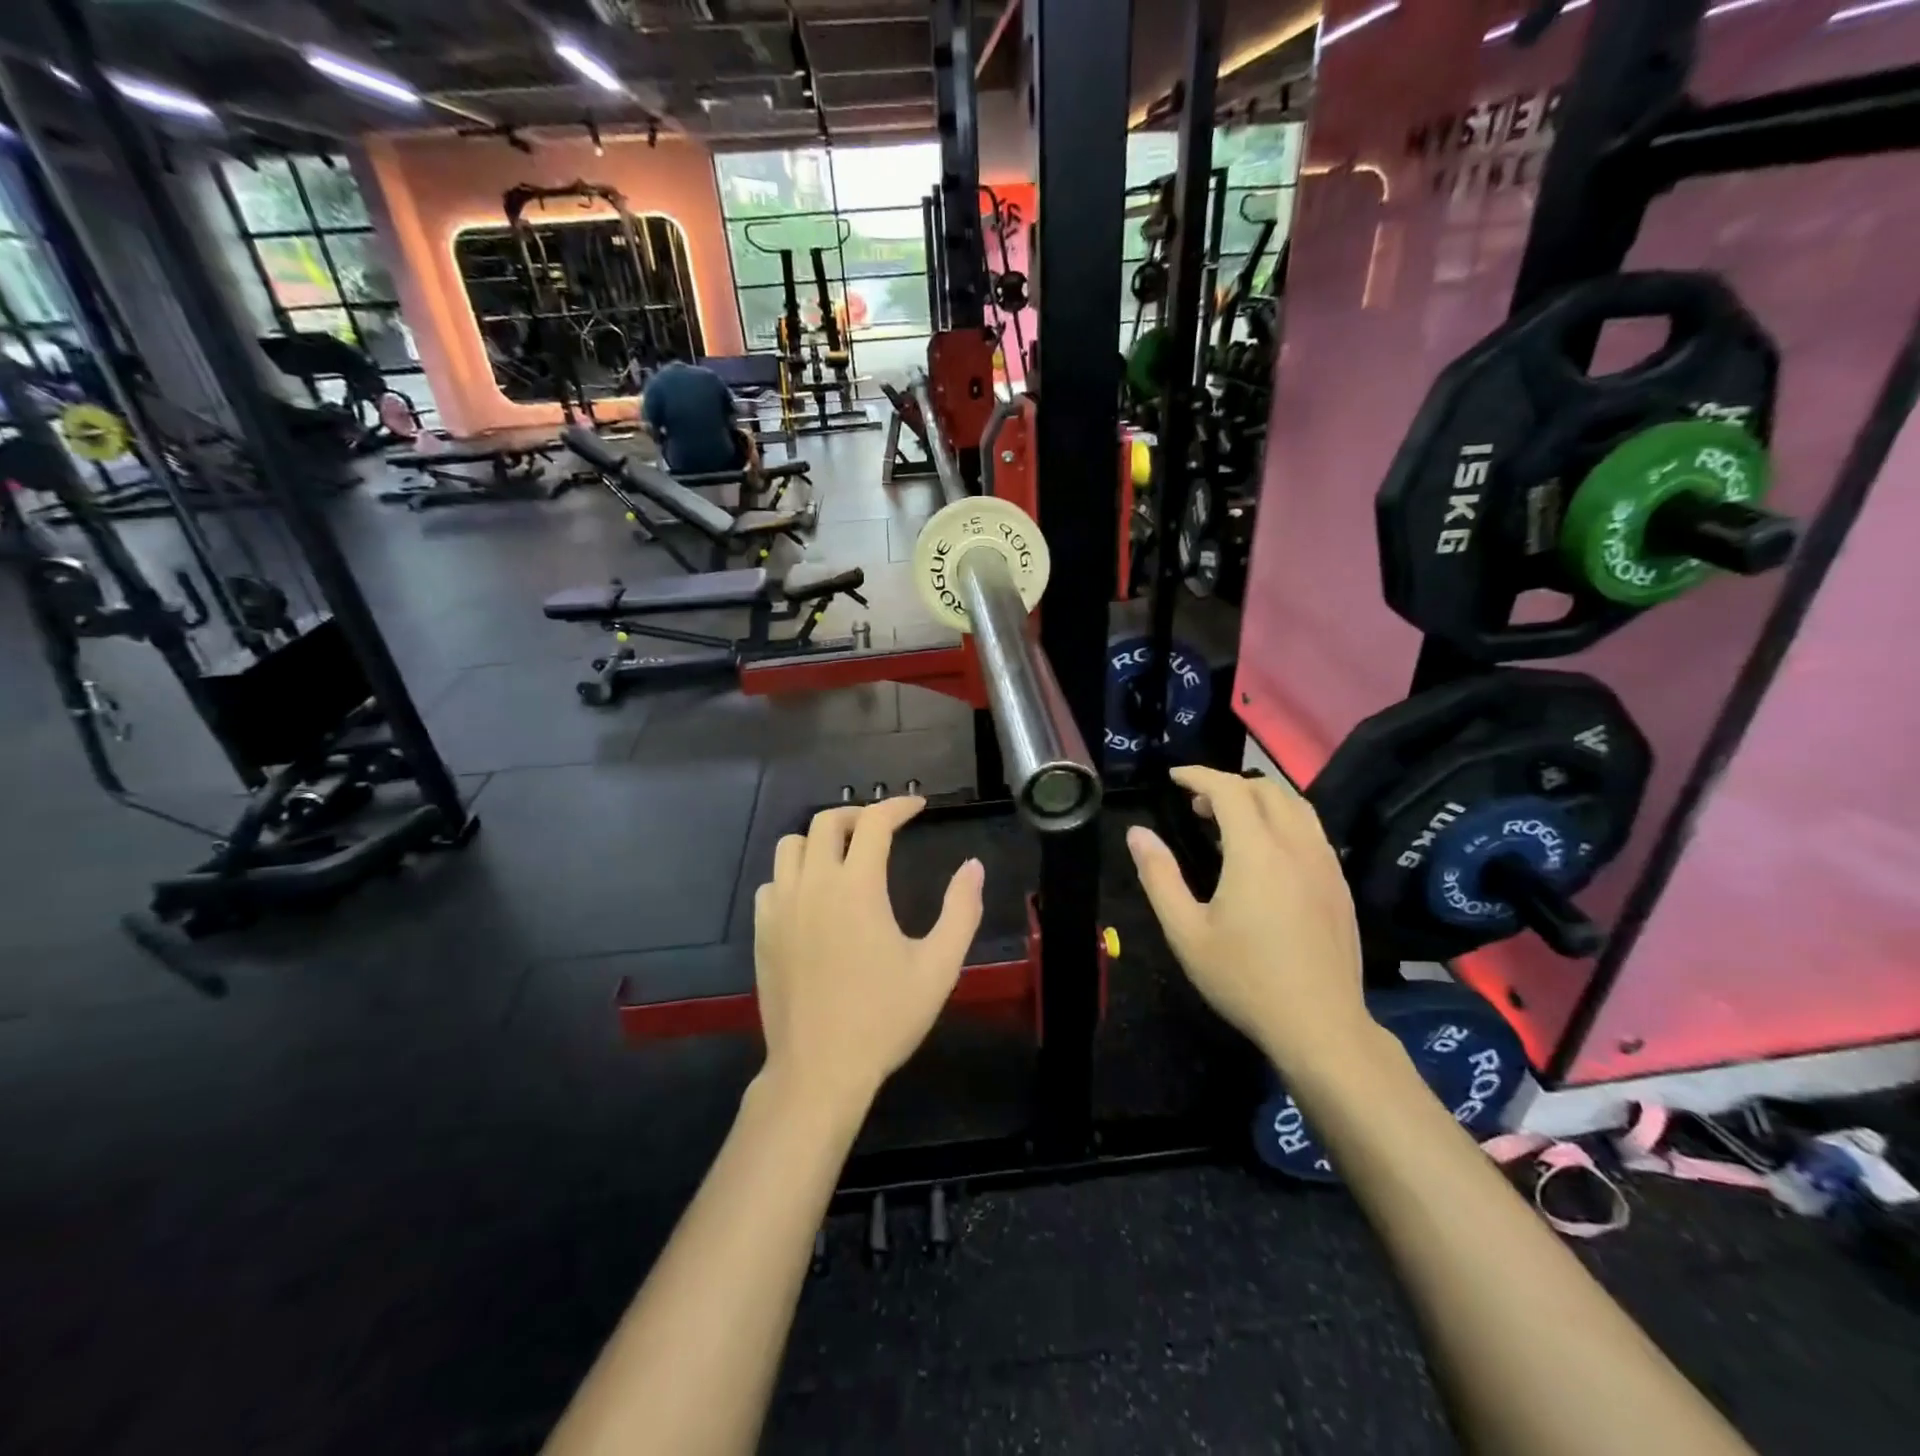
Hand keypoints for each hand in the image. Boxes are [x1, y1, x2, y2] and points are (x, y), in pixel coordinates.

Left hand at [754, 797, 984, 1116]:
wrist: (820, 1070)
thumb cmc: (884, 1018)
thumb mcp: (938, 967)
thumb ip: (960, 911)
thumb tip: (972, 867)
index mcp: (856, 887)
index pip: (874, 822)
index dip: (898, 806)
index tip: (917, 806)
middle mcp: (813, 885)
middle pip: (826, 822)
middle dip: (858, 815)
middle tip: (883, 829)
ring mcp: (781, 907)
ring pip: (791, 845)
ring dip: (821, 839)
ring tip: (845, 856)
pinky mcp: (763, 931)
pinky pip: (773, 881)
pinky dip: (795, 873)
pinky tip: (813, 896)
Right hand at [1126, 766, 1369, 1073]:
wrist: (1320, 1026)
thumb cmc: (1245, 979)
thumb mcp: (1186, 932)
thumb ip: (1159, 877)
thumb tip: (1137, 834)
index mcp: (1256, 852)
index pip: (1229, 789)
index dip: (1199, 776)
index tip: (1174, 777)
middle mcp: (1296, 846)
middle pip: (1267, 789)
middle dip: (1228, 785)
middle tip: (1196, 806)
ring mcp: (1325, 864)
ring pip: (1296, 806)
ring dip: (1260, 799)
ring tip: (1231, 822)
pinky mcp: (1340, 885)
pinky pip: (1312, 831)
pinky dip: (1284, 820)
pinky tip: (1267, 852)